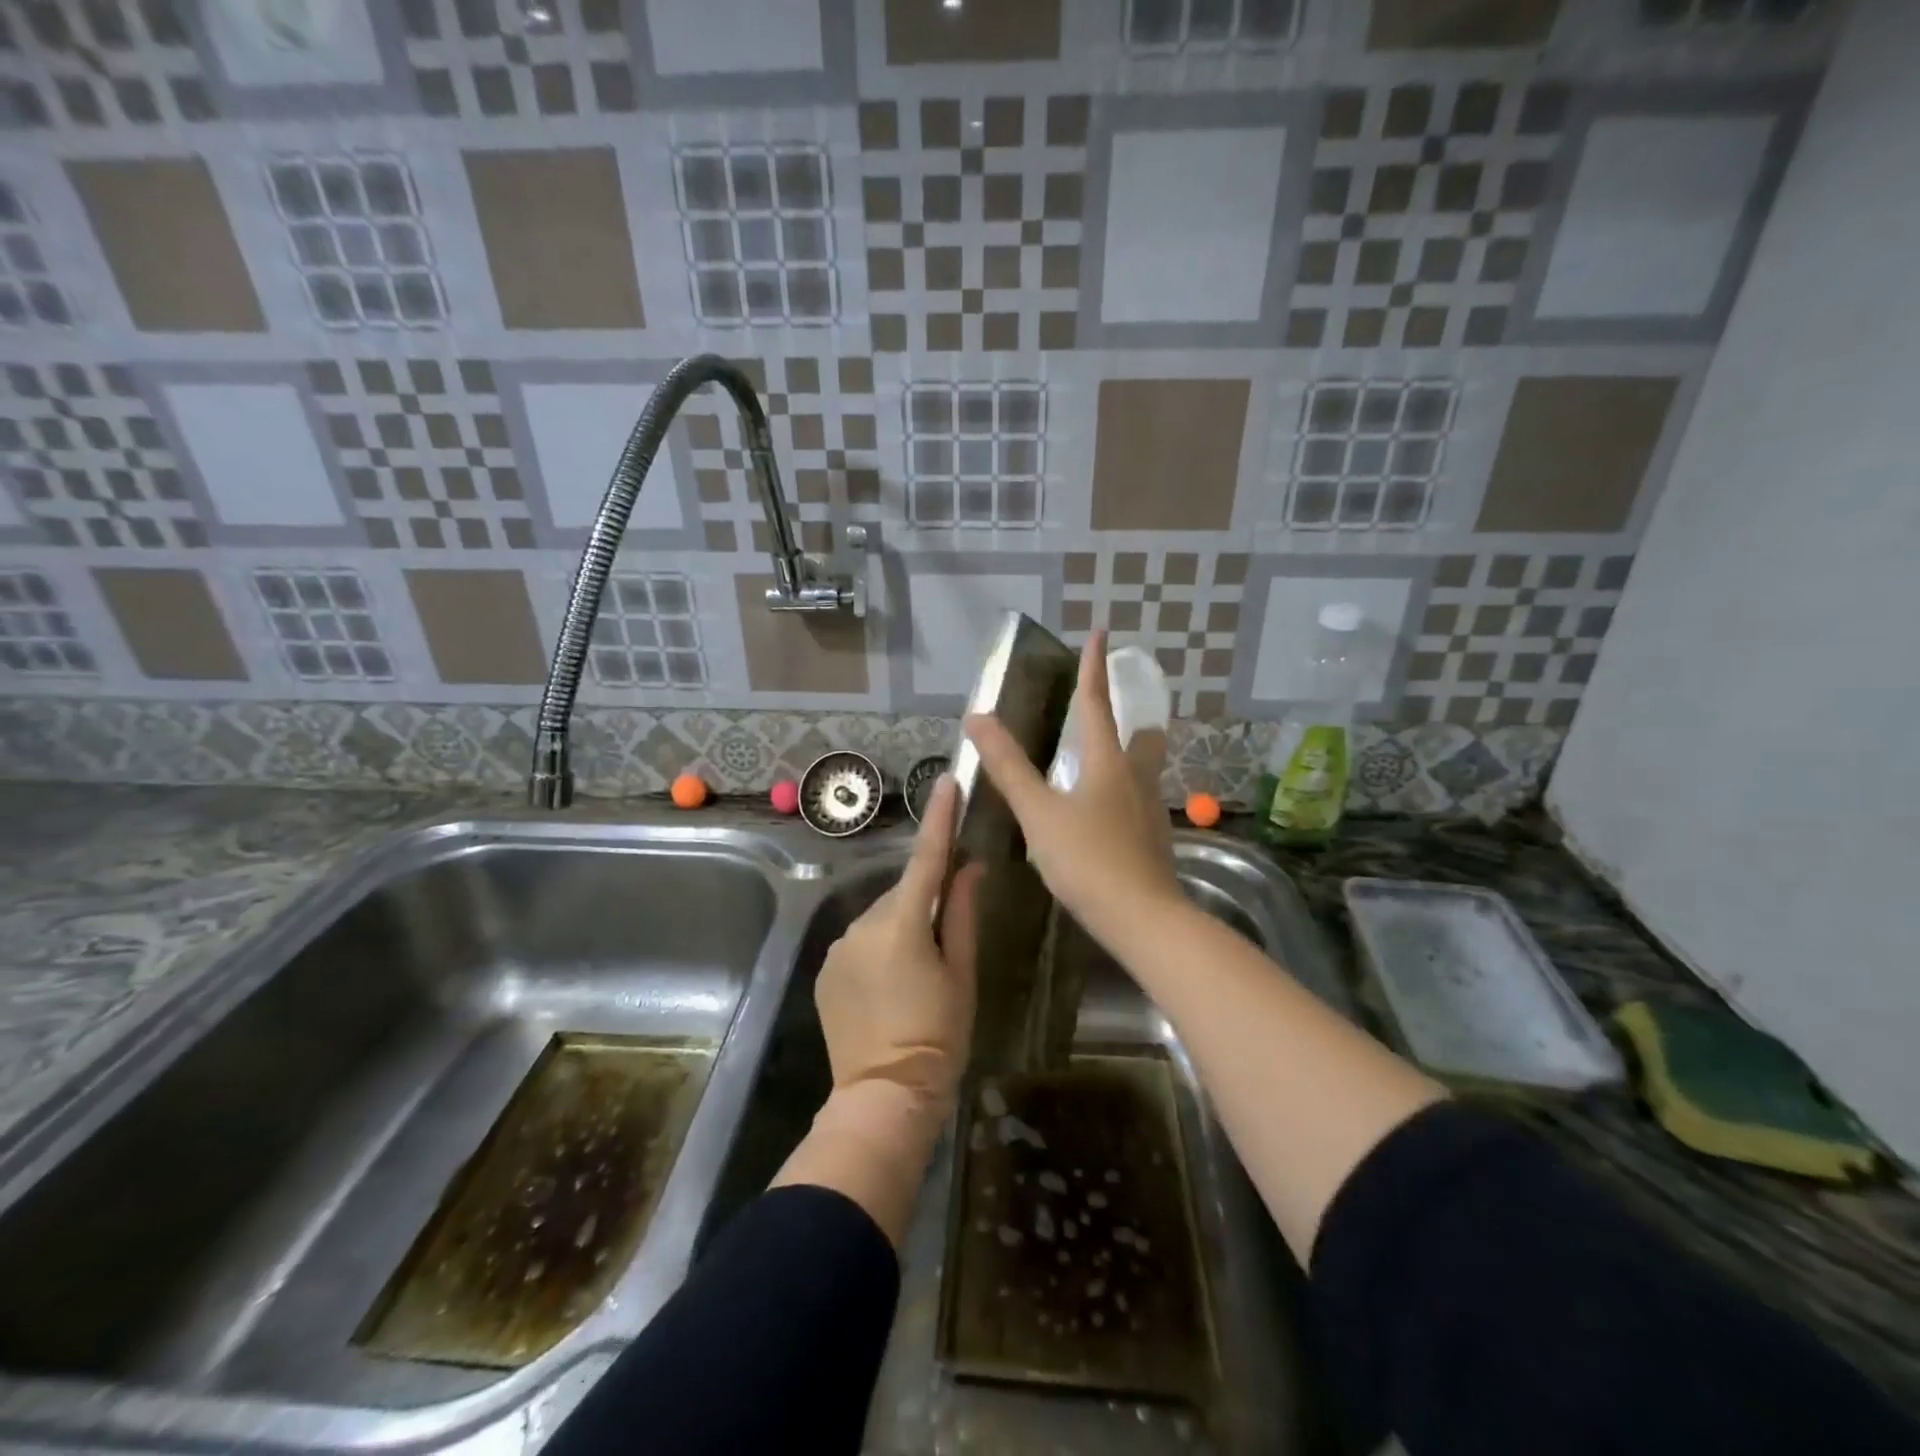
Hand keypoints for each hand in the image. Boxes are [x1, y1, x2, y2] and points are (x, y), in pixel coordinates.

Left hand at [814, 774, 979, 1116]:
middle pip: (904, 892)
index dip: (939, 817)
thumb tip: (968, 867)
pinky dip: (880, 947)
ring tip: (918, 972)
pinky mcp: (827, 967)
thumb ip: (963, 915)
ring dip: (902, 926)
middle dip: (926, 899)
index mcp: (904, 924)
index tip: (947, 782)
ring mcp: (840, 946)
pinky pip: (861, 940)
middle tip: (948, 937)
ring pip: (882, 917)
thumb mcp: (962, 975)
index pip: (926, 858)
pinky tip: (891, 985)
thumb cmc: (938, 1036)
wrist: (883, 1096)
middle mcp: (864, 924)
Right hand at [964, 631, 1183, 945]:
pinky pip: (1137, 802)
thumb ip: (1009, 767)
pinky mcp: (1153, 841)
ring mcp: (1149, 811)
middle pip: (1141, 735)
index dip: (1095, 667)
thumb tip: (977, 717)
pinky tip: (1104, 815)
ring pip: (1142, 770)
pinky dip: (1121, 794)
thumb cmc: (1088, 860)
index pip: (1098, 703)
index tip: (1102, 631)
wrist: (1143, 920)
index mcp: (1108, 763)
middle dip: (1130, 716)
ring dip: (1126, 756)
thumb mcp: (1039, 813)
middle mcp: (1135, 779)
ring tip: (1099, 762)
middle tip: (1109, 711)